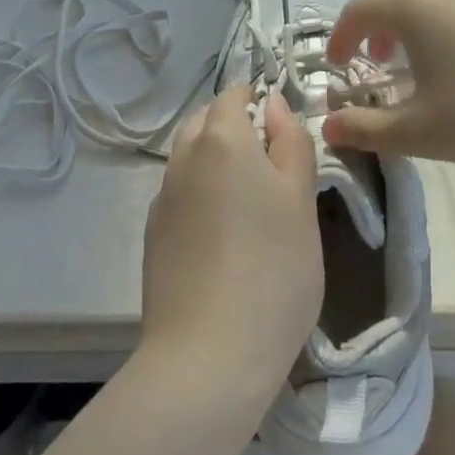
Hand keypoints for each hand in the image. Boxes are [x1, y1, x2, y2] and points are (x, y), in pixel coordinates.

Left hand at [140, 85, 321, 402]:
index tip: (280, 129)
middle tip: (270, 166)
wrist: (206, 358)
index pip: (232, 95)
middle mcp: (183, 158)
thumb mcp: (301, 201)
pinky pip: (178, 195)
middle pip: (205, 122)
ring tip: (249, 204)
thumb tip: (274, 104)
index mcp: (221, 140)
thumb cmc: (272, 270)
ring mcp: (162, 198)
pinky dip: (199, 197)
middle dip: (233, 128)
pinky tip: (221, 238)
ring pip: (189, 158)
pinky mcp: (153, 236)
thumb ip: (290, 142)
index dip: (255, 101)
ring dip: (214, 162)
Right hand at [320, 0, 454, 190]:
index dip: (341, 37)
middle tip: (384, 57)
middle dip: (379, 18)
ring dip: (418, 10)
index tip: (339, 64)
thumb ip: (366, 128)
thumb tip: (326, 127)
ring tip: (431, 52)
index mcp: (411, 6)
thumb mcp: (420, 133)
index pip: (358, 10)